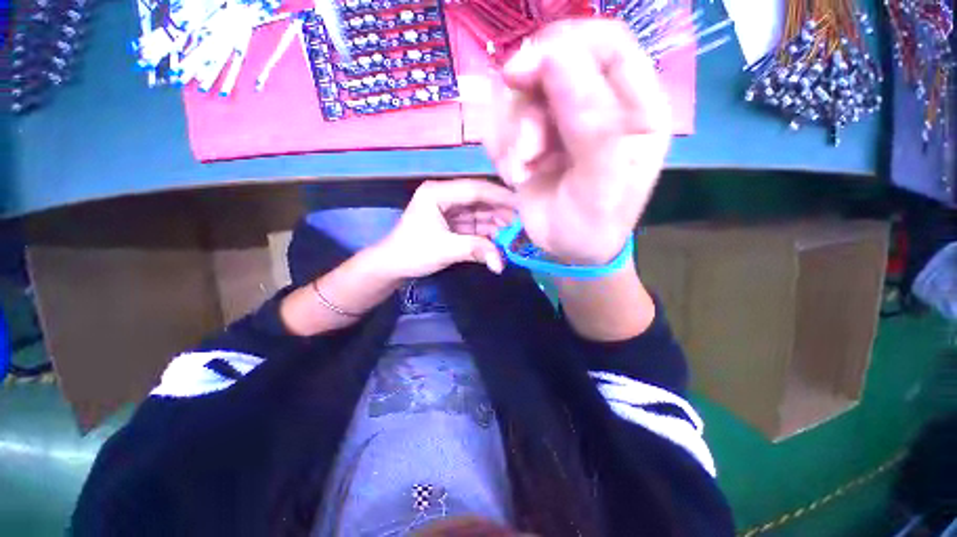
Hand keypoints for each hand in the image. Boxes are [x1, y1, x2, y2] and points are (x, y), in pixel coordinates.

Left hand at [375, 179, 516, 277]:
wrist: (392, 266)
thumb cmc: (413, 253)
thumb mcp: (445, 249)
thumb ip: (475, 251)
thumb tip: (501, 263)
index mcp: (438, 193)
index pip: (476, 189)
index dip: (501, 197)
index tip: (524, 205)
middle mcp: (446, 196)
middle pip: (481, 200)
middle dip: (502, 213)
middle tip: (524, 224)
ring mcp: (450, 210)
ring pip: (481, 213)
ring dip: (498, 224)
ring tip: (517, 234)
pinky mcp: (453, 224)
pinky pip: (476, 225)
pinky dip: (489, 233)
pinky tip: (502, 240)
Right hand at [484, 19, 671, 263]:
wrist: (567, 251)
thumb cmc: (592, 227)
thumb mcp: (598, 185)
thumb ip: (588, 124)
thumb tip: (554, 56)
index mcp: (635, 108)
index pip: (607, 43)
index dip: (564, 46)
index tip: (524, 74)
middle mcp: (598, 105)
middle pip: (552, 63)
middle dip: (527, 108)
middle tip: (526, 153)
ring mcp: (561, 119)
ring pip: (519, 93)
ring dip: (510, 135)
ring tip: (522, 173)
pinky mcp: (532, 136)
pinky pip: (501, 121)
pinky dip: (499, 147)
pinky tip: (513, 175)